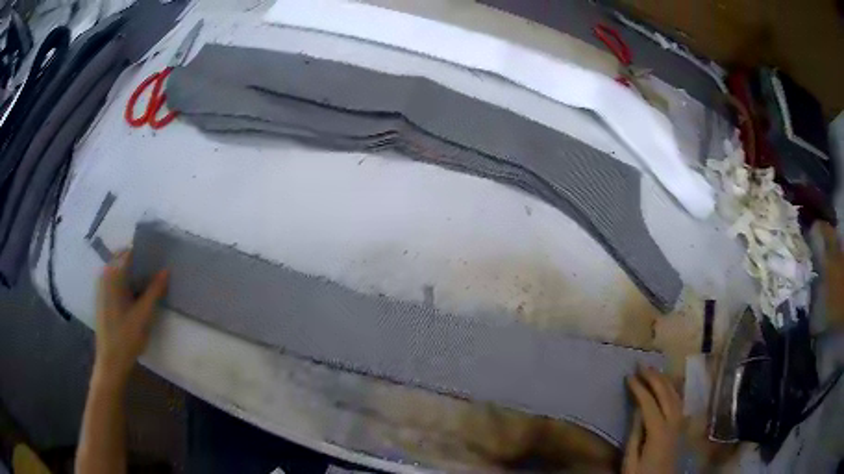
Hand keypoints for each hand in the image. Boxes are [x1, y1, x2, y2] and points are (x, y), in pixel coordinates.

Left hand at [94, 250, 167, 389]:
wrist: (111, 362)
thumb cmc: (126, 337)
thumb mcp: (144, 315)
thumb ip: (155, 290)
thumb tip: (166, 270)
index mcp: (113, 275)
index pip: (130, 252)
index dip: (145, 252)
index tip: (160, 257)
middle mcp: (105, 275)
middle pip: (124, 258)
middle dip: (140, 262)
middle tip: (158, 271)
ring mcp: (102, 287)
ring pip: (120, 270)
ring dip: (134, 273)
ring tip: (150, 282)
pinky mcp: (103, 298)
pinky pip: (116, 280)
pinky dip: (127, 282)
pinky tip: (138, 295)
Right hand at [622, 367, 682, 473]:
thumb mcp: (631, 460)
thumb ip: (634, 434)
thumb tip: (636, 409)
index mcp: (658, 431)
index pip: (649, 402)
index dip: (639, 388)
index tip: (628, 376)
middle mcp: (673, 422)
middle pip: (666, 393)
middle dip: (653, 377)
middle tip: (641, 365)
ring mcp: (680, 423)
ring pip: (676, 394)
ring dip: (665, 379)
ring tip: (653, 370)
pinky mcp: (682, 426)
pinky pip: (680, 401)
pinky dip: (674, 388)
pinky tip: (670, 384)